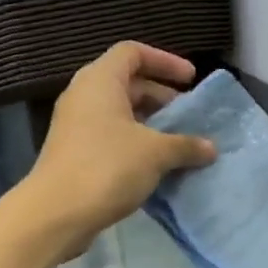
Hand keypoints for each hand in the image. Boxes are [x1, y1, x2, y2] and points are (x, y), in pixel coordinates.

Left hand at [24, 43, 216, 256]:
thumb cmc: (107, 167)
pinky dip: (136, 143)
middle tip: (188, 116)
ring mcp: (76, 125)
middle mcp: (84, 96)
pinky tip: (157, 166)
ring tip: (178, 143)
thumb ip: (186, 145)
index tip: (191, 80)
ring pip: (120, 113)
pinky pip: (111, 136)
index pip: (133, 52)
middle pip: (128, 82)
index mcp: (100, 81)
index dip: (165, 61)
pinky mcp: (75, 153)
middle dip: (161, 96)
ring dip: (150, 123)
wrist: (56, 214)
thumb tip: (211, 148)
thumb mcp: (155, 153)